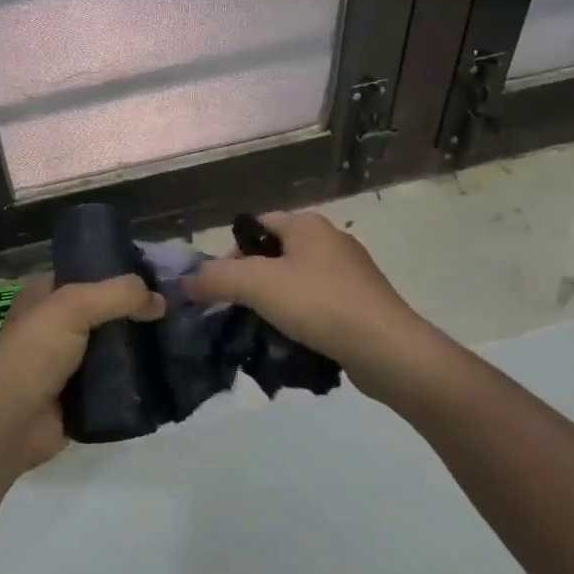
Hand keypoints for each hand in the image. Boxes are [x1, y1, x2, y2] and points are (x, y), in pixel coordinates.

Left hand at [0, 273, 163, 469]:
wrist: (10, 423)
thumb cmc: (34, 353)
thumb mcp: (73, 306)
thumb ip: (118, 295)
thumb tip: (161, 301)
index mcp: (46, 296)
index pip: (89, 274)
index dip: (121, 273)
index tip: (160, 277)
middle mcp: (57, 326)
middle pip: (106, 312)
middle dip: (137, 313)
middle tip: (176, 311)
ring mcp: (70, 363)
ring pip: (114, 348)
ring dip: (140, 348)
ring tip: (178, 341)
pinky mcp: (82, 396)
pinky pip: (117, 382)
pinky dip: (136, 380)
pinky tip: (164, 373)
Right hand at [183, 211, 439, 400]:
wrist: (386, 349)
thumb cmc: (319, 304)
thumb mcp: (257, 285)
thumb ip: (216, 278)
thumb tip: (186, 281)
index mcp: (308, 225)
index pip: (256, 225)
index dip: (232, 251)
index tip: (221, 285)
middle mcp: (330, 240)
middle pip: (275, 254)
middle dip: (252, 281)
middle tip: (238, 310)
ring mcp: (351, 273)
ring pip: (297, 282)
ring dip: (276, 303)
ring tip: (263, 330)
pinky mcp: (362, 303)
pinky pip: (319, 305)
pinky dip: (303, 319)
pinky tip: (295, 342)